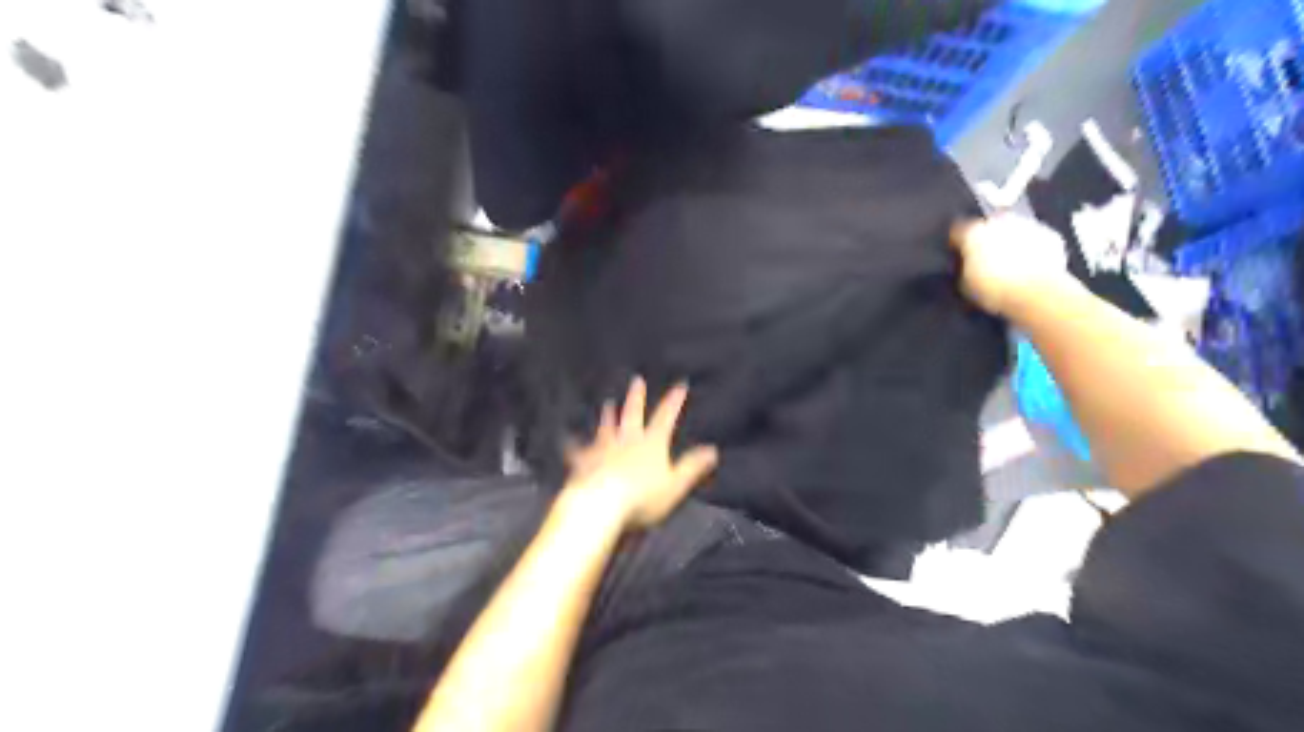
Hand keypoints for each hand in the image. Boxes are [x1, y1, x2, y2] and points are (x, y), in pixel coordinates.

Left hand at [564, 379, 717, 530]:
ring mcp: (603, 448)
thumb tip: (713, 450)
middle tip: (636, 380)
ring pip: (606, 426)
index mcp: (651, 443)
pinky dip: (573, 444)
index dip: (674, 402)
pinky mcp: (583, 462)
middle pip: (632, 414)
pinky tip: (567, 439)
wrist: (601, 504)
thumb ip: (693, 466)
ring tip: (608, 403)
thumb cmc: (642, 497)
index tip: (680, 385)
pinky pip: (578, 450)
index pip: (666, 417)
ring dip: (608, 415)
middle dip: (636, 397)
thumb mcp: (676, 485)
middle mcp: (627, 439)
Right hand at [956, 212, 1074, 313]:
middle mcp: (999, 221)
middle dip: (986, 238)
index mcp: (972, 232)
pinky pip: (1036, 239)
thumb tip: (966, 268)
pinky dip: (1032, 248)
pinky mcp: (1050, 236)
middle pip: (988, 224)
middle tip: (985, 258)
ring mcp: (1027, 225)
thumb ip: (963, 269)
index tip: (958, 254)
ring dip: (1010, 241)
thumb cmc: (993, 289)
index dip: (957, 244)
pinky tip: (1030, 266)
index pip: (958, 231)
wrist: (1036, 294)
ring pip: (1014, 229)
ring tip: (1009, 263)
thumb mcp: (965, 285)